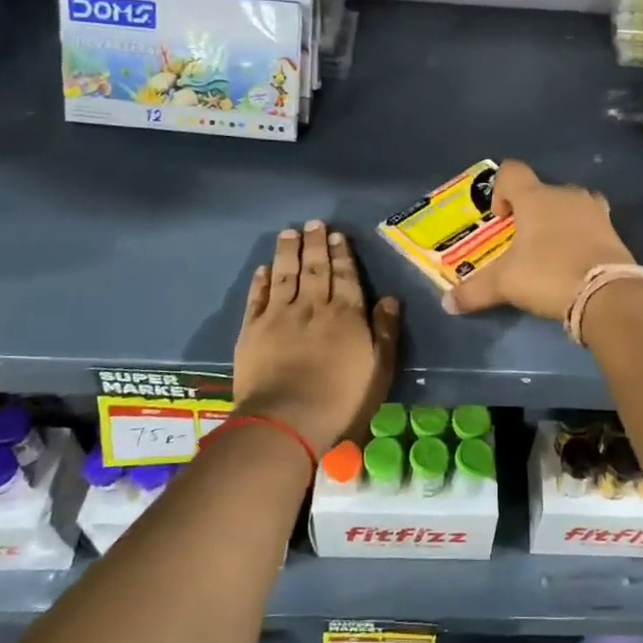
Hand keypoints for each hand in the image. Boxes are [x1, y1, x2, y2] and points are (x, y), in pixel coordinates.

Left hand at [233, 221, 401, 454]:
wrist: (287, 419)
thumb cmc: (342, 399)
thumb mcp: (379, 369)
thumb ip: (384, 331)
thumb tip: (389, 298)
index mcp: (345, 315)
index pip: (346, 276)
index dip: (342, 255)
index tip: (338, 235)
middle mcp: (312, 306)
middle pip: (315, 269)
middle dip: (315, 244)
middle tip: (314, 224)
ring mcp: (279, 316)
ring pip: (284, 275)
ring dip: (287, 252)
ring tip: (289, 233)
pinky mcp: (252, 330)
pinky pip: (257, 298)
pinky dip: (260, 281)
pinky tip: (262, 268)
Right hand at [444, 160, 638, 321]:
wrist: (608, 293)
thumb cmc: (548, 274)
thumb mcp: (505, 284)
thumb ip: (474, 291)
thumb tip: (448, 303)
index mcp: (535, 197)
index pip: (512, 171)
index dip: (500, 190)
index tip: (501, 219)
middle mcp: (566, 194)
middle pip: (541, 192)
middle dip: (530, 213)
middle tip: (522, 244)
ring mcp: (594, 210)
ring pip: (569, 206)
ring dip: (558, 223)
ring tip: (549, 253)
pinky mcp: (614, 230)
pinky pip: (590, 225)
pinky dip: (580, 237)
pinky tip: (574, 263)